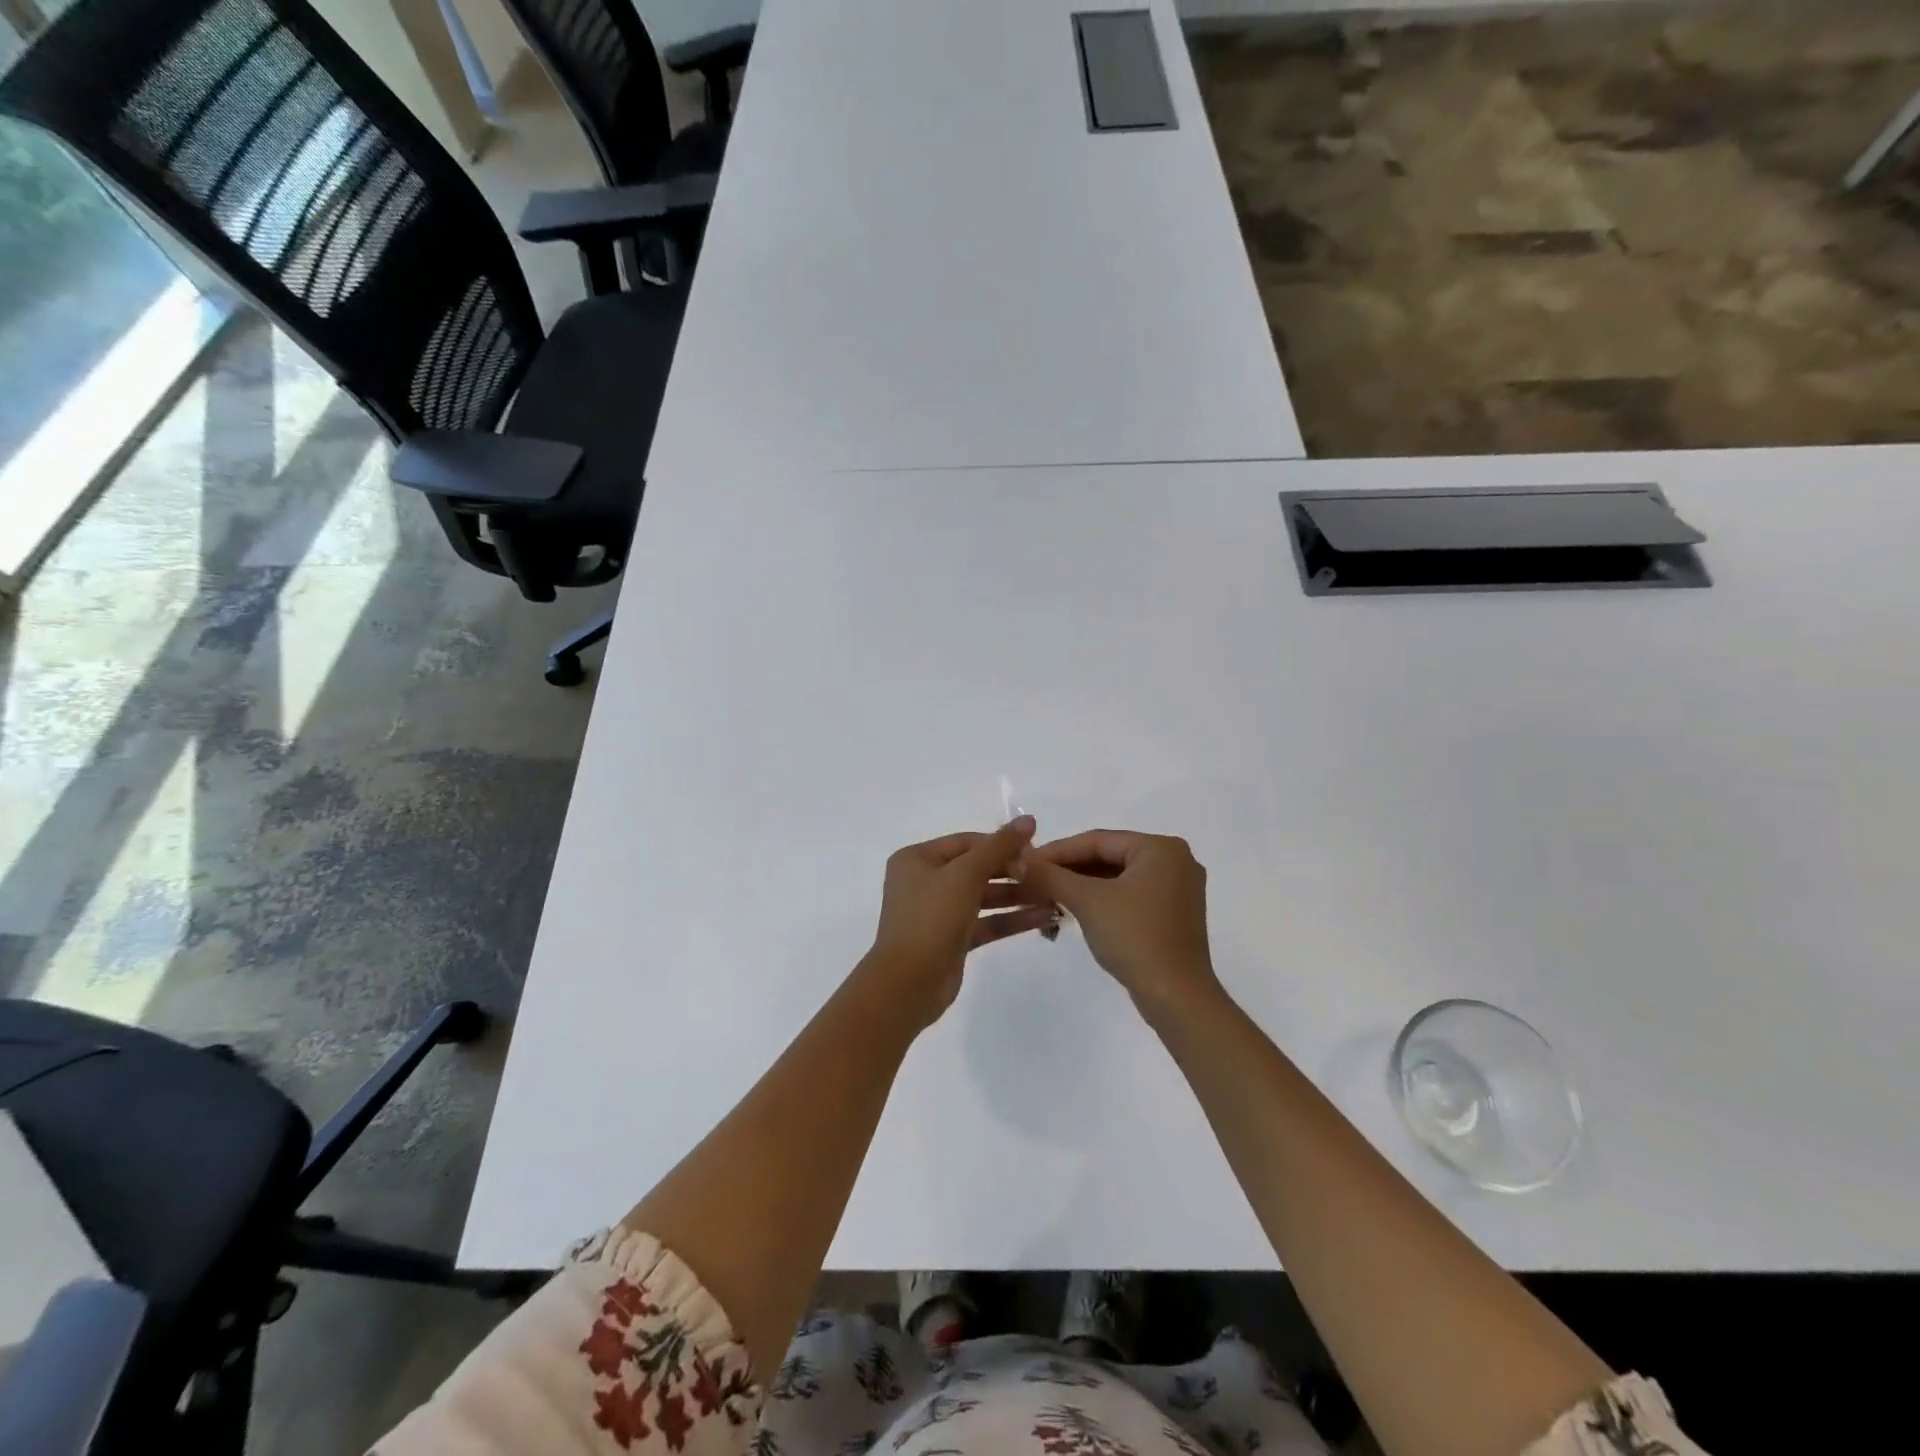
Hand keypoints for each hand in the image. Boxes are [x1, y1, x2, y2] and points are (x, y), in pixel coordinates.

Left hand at [863, 816, 1056, 1027]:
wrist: (908, 984)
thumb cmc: (931, 918)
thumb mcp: (965, 875)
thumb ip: (999, 846)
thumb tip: (1028, 819)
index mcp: (917, 859)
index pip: (967, 842)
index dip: (1001, 844)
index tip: (1035, 851)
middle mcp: (924, 882)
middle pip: (976, 868)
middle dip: (1012, 871)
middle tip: (1046, 876)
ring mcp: (938, 912)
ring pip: (983, 897)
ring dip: (1017, 896)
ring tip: (1053, 896)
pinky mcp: (952, 940)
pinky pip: (985, 922)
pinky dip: (1011, 919)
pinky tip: (1043, 918)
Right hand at [1016, 830, 1221, 1019]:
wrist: (1176, 997)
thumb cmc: (1134, 937)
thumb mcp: (1087, 901)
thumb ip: (1051, 875)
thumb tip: (1017, 859)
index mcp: (1161, 848)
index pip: (1098, 840)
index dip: (1057, 850)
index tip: (1026, 861)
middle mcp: (1175, 861)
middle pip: (1109, 856)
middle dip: (1069, 869)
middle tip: (1033, 878)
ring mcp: (1177, 889)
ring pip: (1118, 877)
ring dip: (1082, 885)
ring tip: (1047, 894)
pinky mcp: (1173, 915)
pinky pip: (1130, 895)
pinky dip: (1102, 899)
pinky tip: (1074, 909)